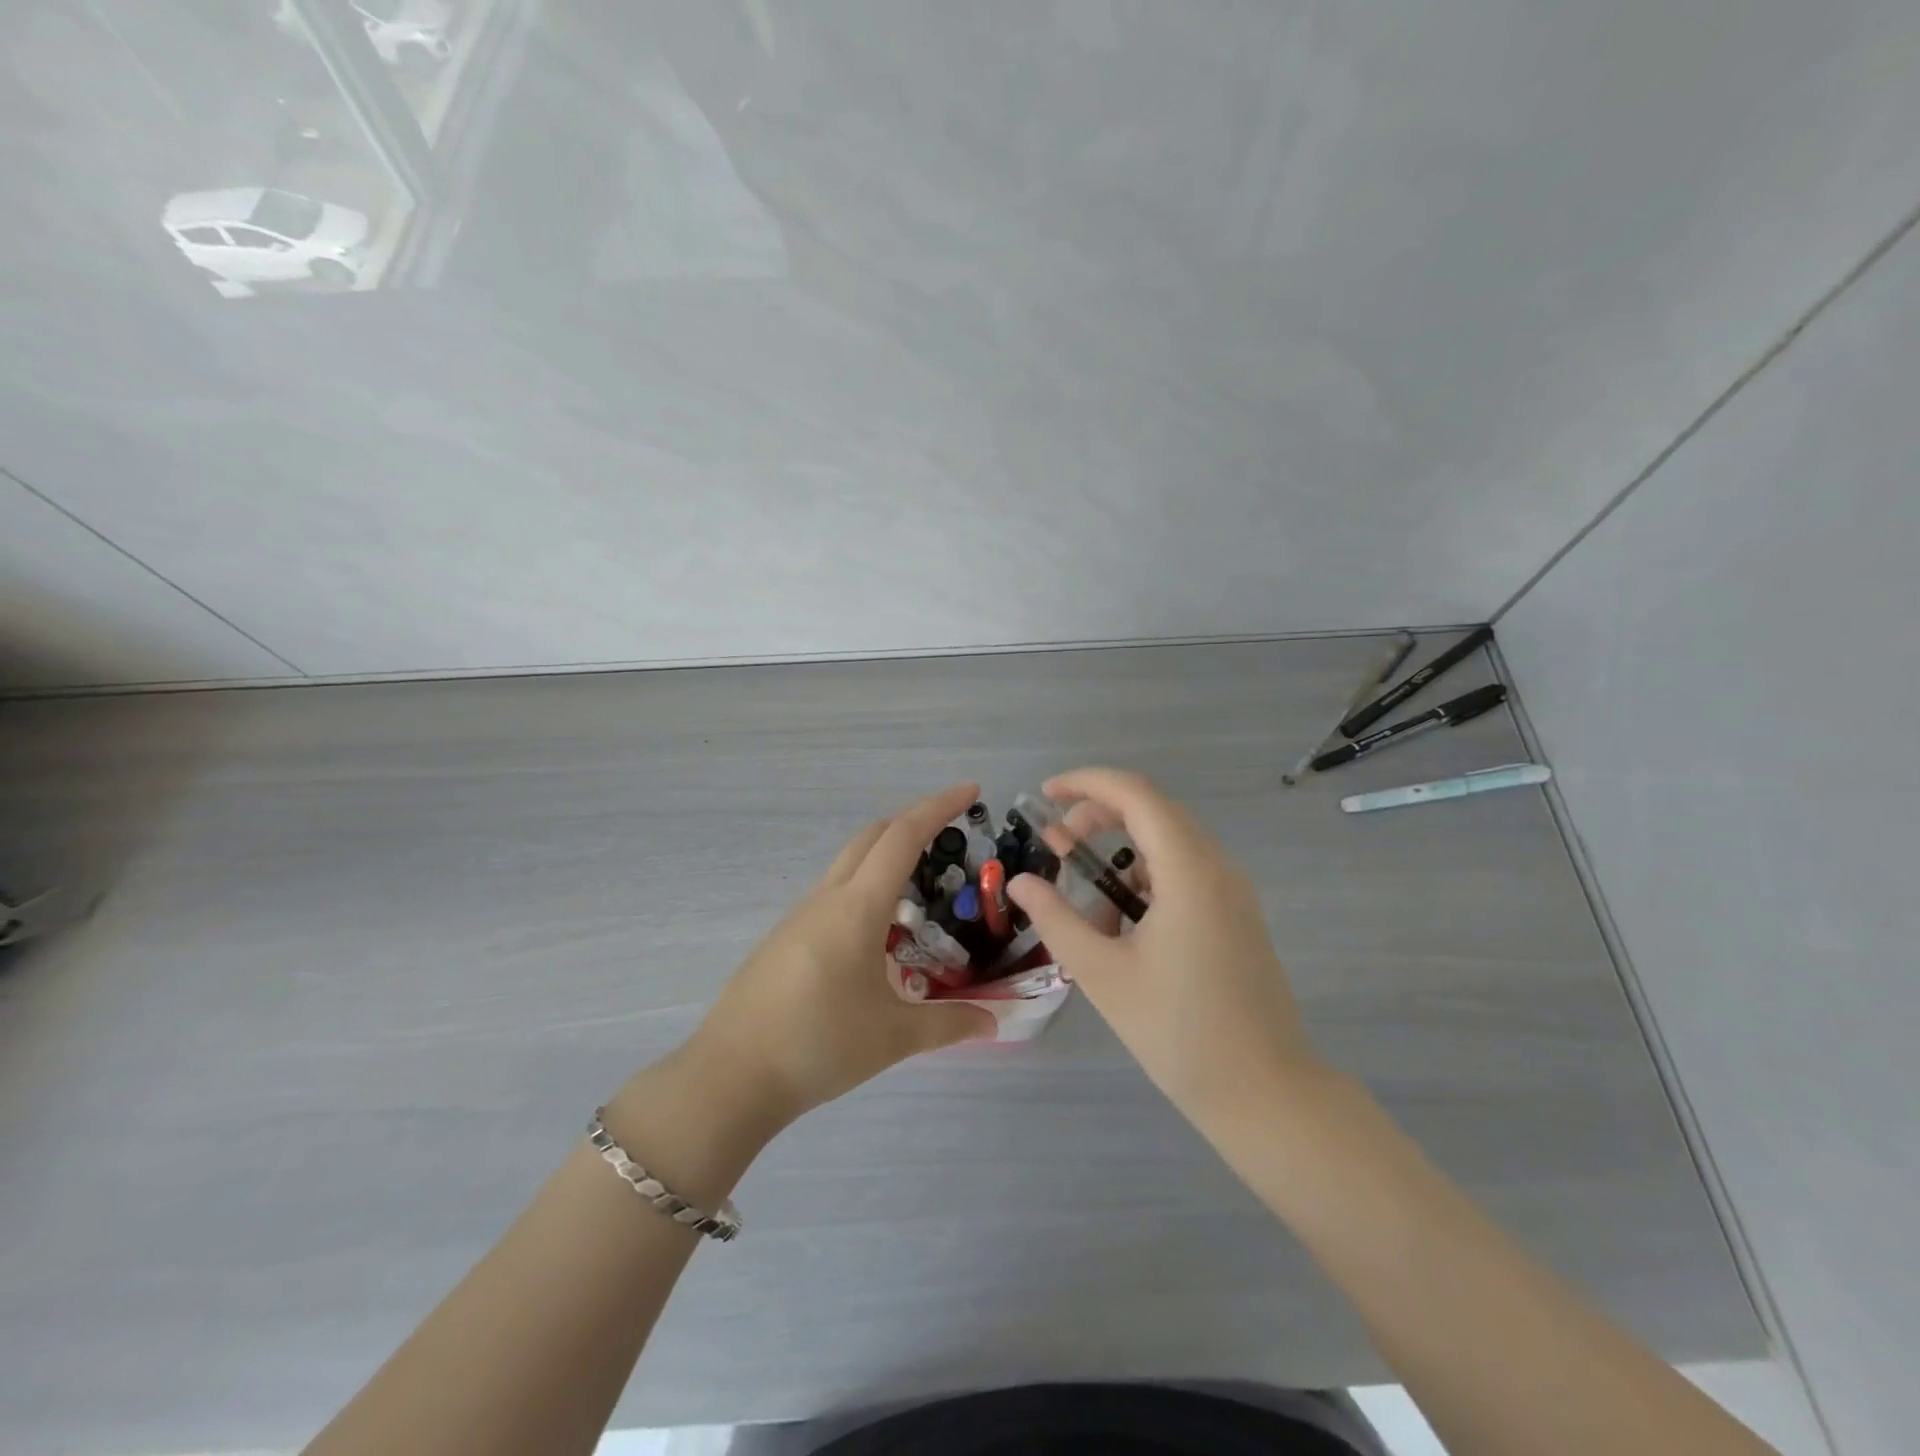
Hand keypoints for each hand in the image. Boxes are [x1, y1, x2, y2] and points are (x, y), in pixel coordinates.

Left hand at [684, 783, 995, 1129]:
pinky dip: (864, 890)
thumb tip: (994, 1022)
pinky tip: (877, 934)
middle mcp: (826, 898)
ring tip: (922, 890)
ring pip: (849, 864)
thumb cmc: (818, 1045)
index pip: (902, 836)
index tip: (970, 790)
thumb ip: (948, 1025)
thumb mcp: (893, 1037)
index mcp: (857, 907)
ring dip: (886, 858)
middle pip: (872, 837)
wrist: (730, 1077)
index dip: (938, 807)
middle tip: (951, 836)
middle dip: (913, 823)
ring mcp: (799, 916)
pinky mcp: (784, 938)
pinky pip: (832, 894)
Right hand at [1007, 767, 1324, 1131]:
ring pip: (1168, 842)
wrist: (1264, 1093)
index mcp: (1189, 871)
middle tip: (1055, 845)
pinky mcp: (1235, 914)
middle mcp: (1217, 867)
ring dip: (1120, 850)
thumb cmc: (1178, 1032)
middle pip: (1152, 811)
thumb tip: (1020, 882)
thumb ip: (1056, 918)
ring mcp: (1232, 891)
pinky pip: (1183, 872)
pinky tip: (1122, 926)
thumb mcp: (1102, 973)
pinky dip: (1144, 879)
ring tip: (1085, 897)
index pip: (1135, 794)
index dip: (1086, 783)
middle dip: (1097, 815)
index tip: (1044, 795)